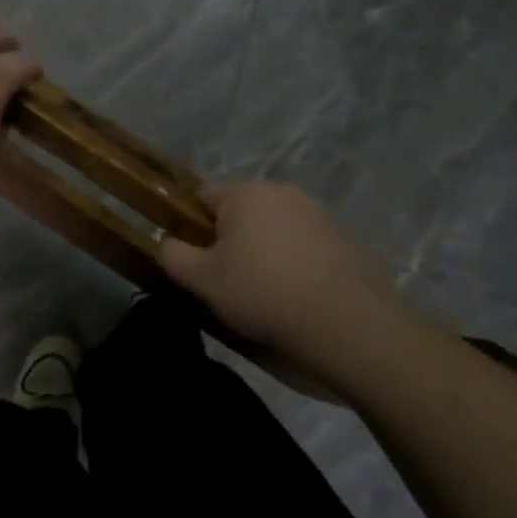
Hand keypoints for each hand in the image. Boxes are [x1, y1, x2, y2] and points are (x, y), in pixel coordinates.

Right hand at [159, 182, 409, 364]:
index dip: (192, 228)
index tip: (197, 263)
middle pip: (240, 213)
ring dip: (264, 253)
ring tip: (266, 297)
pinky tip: (298, 299)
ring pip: (274, 230)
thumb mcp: (202, 281)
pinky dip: (296, 266)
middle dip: (230, 242)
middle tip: (227, 283)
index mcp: (246, 192)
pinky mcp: (345, 240)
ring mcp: (319, 214)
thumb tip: (168, 242)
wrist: (348, 325)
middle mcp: (283, 191)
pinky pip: (305, 247)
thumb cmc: (263, 294)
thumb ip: (173, 255)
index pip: (202, 197)